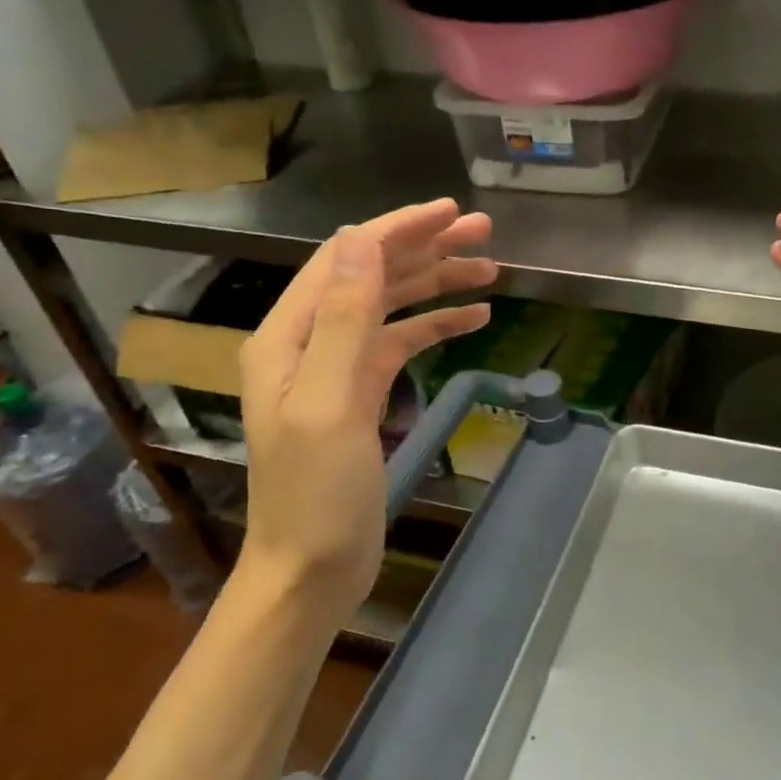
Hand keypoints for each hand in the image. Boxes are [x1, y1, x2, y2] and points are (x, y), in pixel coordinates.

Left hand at [237, 198, 494, 613]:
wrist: (311, 569)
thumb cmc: (315, 493)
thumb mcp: (328, 402)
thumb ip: (343, 320)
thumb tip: (360, 241)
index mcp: (290, 336)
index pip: (346, 259)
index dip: (397, 230)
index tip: (450, 211)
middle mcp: (311, 342)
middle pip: (372, 276)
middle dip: (426, 250)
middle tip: (484, 233)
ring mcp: (338, 369)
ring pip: (392, 307)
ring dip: (437, 284)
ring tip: (491, 270)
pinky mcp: (362, 395)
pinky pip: (402, 345)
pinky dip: (436, 326)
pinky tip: (475, 319)